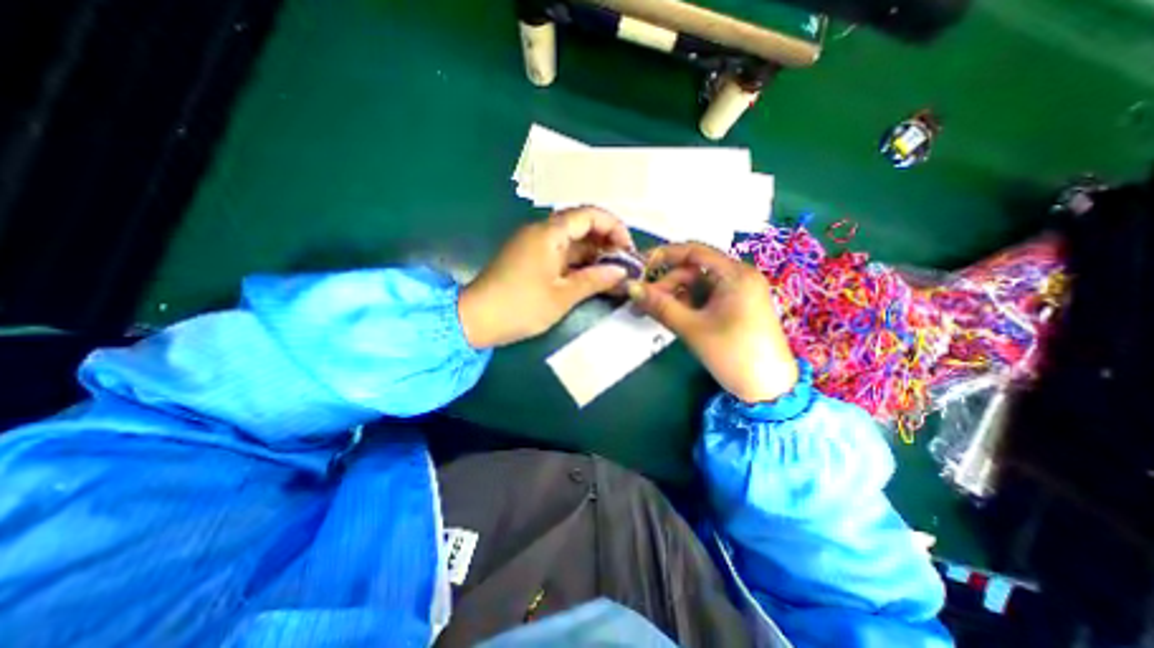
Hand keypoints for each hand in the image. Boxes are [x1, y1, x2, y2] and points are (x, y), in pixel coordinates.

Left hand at [459, 207, 634, 348]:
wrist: (476, 319)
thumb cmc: (521, 307)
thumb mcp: (563, 296)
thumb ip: (595, 280)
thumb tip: (621, 271)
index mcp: (549, 233)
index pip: (589, 214)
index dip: (613, 227)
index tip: (627, 249)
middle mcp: (541, 232)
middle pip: (581, 226)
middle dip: (606, 242)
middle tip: (623, 264)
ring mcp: (534, 245)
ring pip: (572, 242)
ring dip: (593, 254)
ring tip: (613, 273)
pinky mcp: (530, 259)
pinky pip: (560, 254)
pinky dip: (578, 263)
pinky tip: (592, 277)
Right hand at [628, 243, 799, 405]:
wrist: (769, 390)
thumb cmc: (733, 355)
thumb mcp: (692, 329)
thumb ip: (660, 305)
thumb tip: (630, 287)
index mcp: (735, 274)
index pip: (694, 251)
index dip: (664, 255)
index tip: (640, 266)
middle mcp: (739, 277)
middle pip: (693, 270)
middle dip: (666, 284)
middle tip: (642, 302)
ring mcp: (738, 292)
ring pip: (697, 285)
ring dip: (674, 296)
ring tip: (652, 311)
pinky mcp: (736, 307)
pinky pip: (705, 297)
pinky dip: (687, 304)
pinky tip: (672, 315)